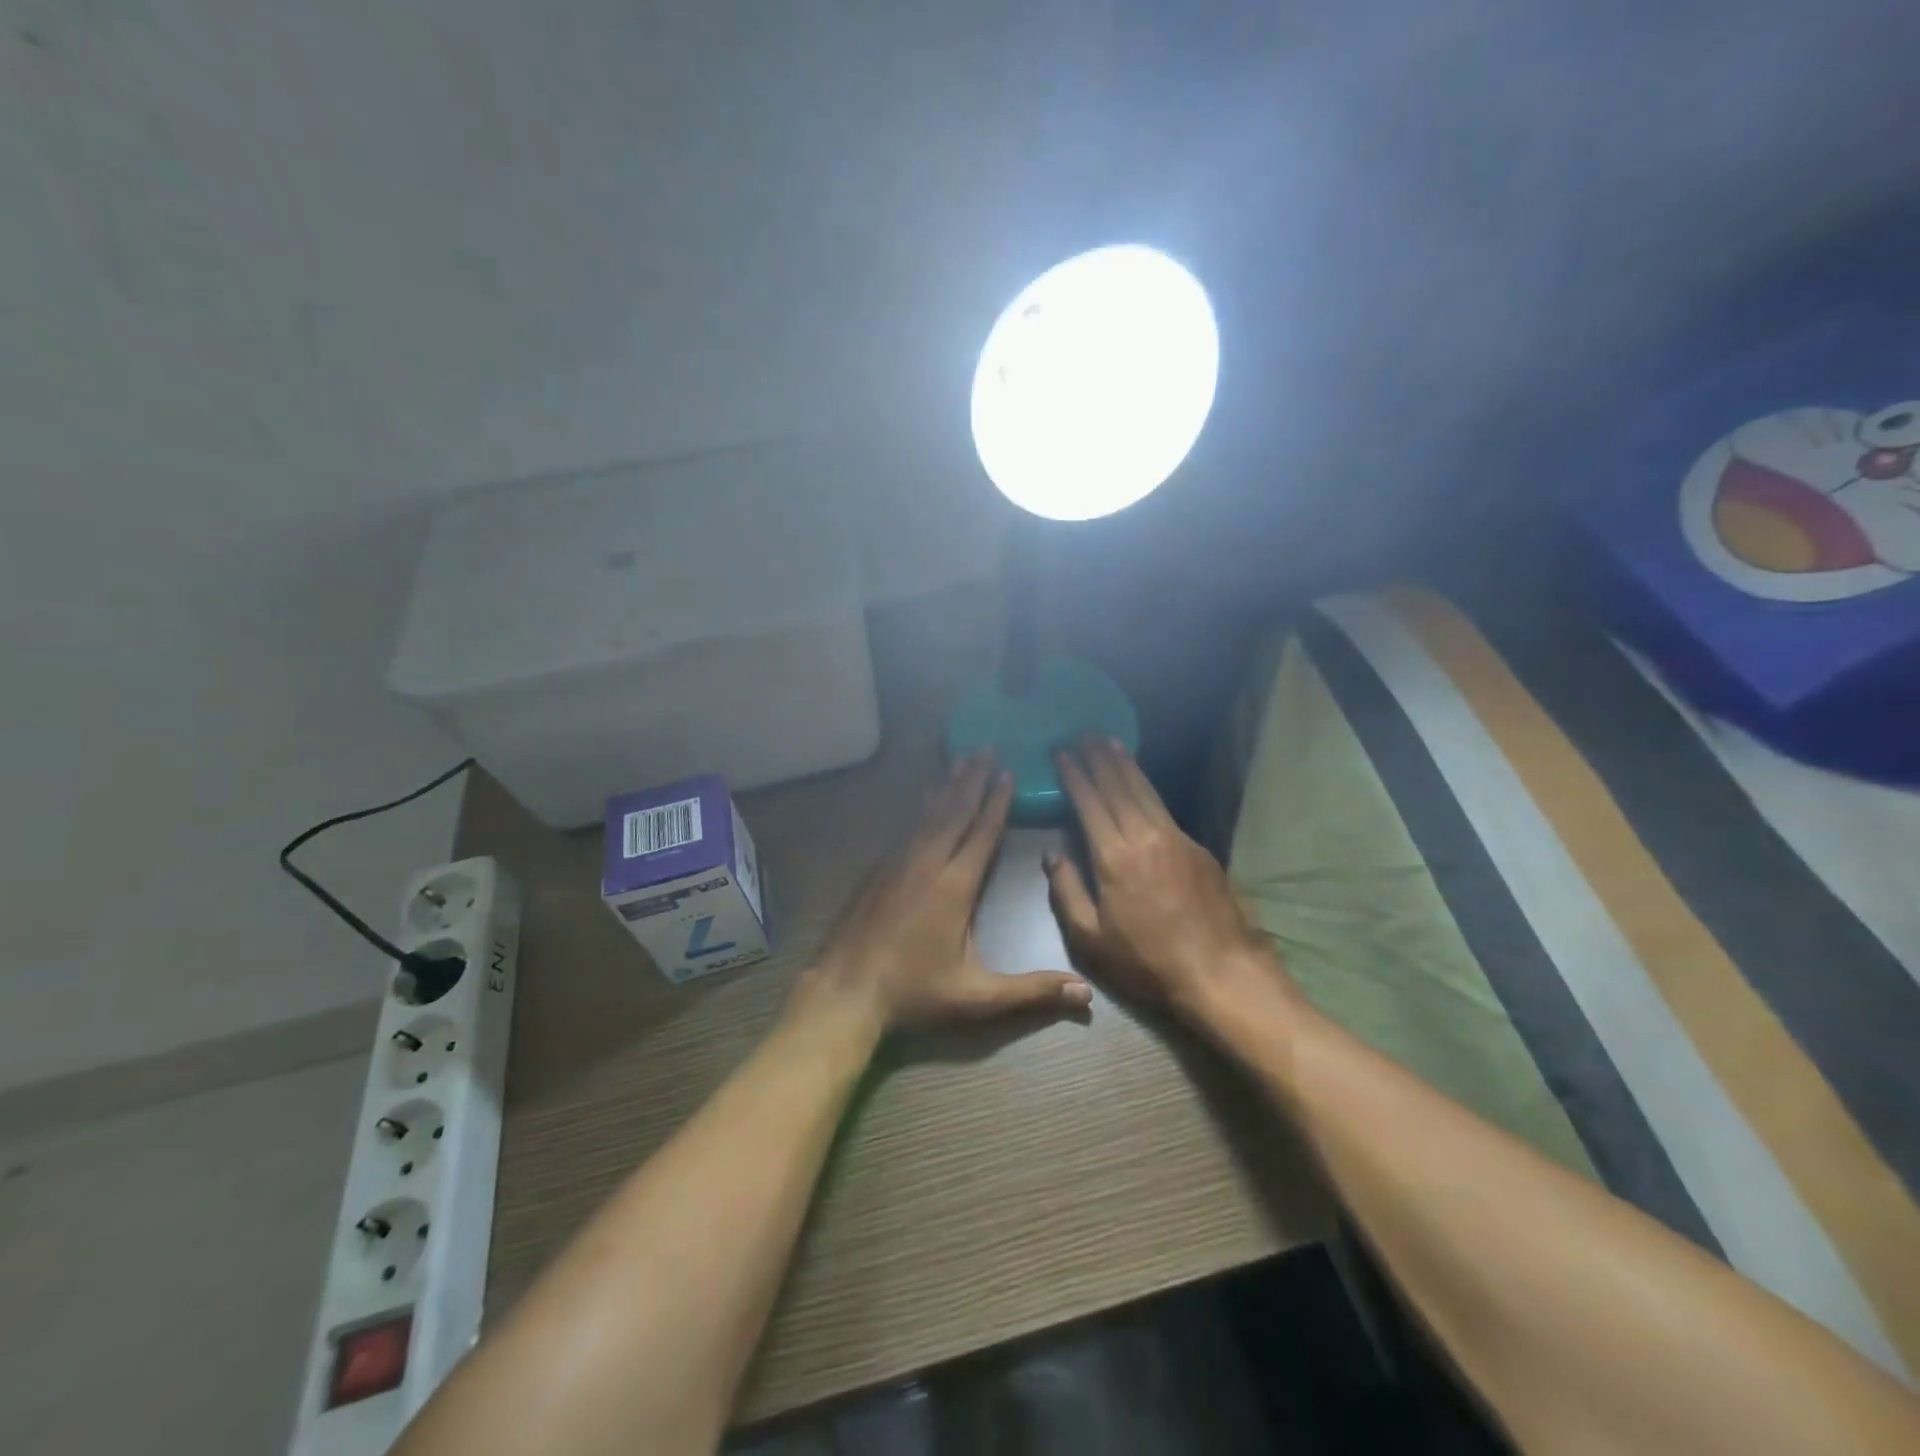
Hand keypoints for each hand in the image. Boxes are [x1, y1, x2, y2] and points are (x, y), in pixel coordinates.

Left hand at [804, 752, 1092, 1030]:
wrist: (846, 991)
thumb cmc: (914, 993)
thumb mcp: (977, 998)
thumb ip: (1031, 992)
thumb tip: (1086, 994)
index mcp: (955, 886)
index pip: (981, 834)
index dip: (997, 802)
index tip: (1008, 771)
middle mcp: (927, 863)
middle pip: (955, 812)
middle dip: (973, 779)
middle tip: (985, 748)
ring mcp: (898, 863)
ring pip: (929, 814)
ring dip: (948, 785)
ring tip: (961, 759)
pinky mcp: (878, 870)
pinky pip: (907, 826)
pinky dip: (922, 806)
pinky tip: (926, 797)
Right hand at [1046, 739, 1274, 1016]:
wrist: (1219, 971)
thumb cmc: (1146, 961)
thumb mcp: (1091, 938)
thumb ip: (1066, 891)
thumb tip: (1051, 854)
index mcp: (1113, 856)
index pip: (1089, 802)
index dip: (1074, 775)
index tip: (1061, 753)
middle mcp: (1144, 836)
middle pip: (1118, 785)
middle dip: (1098, 757)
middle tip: (1083, 734)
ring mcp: (1175, 838)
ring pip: (1144, 790)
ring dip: (1125, 764)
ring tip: (1109, 742)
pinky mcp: (1197, 847)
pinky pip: (1163, 806)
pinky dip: (1147, 786)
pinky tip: (1141, 782)